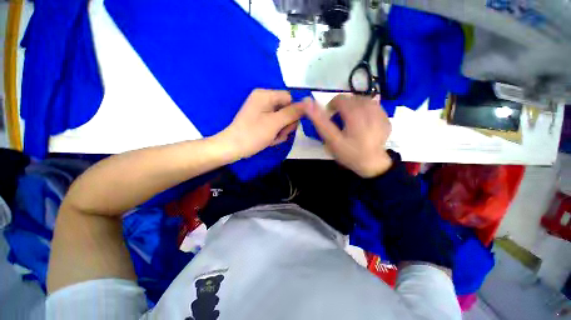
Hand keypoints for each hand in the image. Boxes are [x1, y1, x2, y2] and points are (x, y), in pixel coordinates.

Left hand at [219, 89, 305, 158]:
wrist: (233, 148)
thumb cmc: (253, 134)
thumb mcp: (275, 123)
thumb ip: (292, 113)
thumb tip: (308, 103)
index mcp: (266, 95)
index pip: (289, 98)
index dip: (293, 112)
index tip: (290, 125)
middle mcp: (264, 100)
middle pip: (286, 109)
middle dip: (286, 124)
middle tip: (280, 134)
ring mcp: (262, 111)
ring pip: (282, 119)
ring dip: (281, 131)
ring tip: (273, 138)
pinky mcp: (261, 121)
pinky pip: (275, 125)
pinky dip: (275, 133)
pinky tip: (269, 140)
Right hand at [303, 95, 391, 177]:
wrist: (372, 164)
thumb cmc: (349, 154)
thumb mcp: (331, 140)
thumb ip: (320, 121)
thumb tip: (308, 102)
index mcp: (355, 114)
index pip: (340, 99)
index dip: (332, 106)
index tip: (330, 117)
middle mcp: (369, 109)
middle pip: (351, 99)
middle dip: (343, 107)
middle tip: (340, 121)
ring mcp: (380, 113)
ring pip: (362, 100)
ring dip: (354, 107)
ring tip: (351, 121)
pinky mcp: (385, 118)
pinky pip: (373, 106)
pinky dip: (365, 111)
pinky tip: (363, 122)